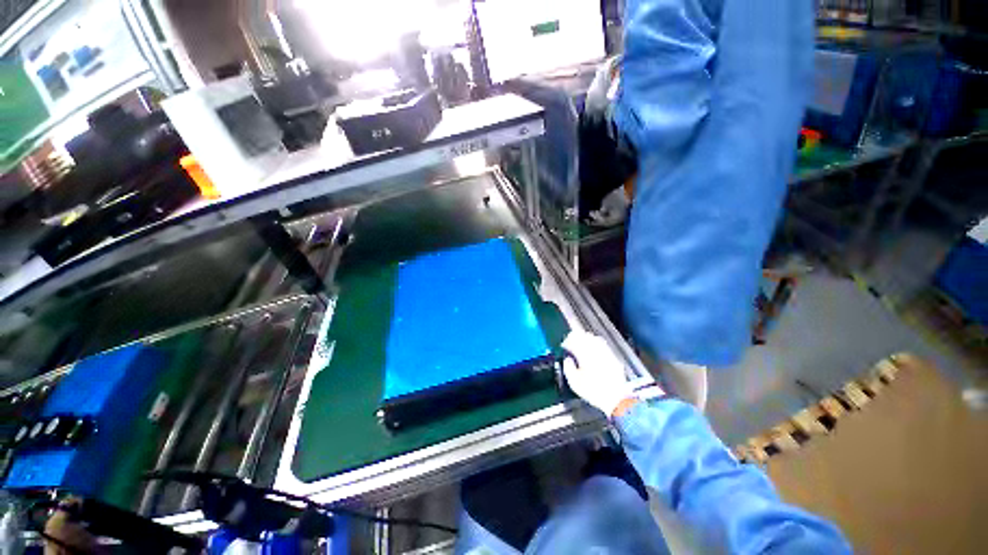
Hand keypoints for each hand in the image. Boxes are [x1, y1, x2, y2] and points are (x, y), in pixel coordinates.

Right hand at [562, 331, 635, 416]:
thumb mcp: (575, 382)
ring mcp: (606, 353)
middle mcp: (596, 351)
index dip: (568, 340)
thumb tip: (567, 360)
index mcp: (585, 355)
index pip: (575, 340)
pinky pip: (604, 346)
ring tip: (583, 343)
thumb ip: (568, 368)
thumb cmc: (594, 391)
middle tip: (572, 340)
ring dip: (588, 339)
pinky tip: (595, 350)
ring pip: (595, 339)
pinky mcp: (614, 358)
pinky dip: (597, 345)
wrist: (616, 399)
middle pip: (585, 336)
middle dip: (577, 337)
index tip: (565, 343)